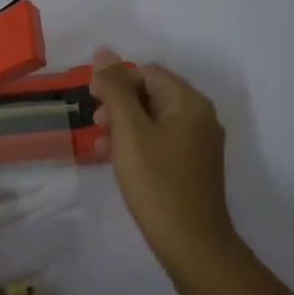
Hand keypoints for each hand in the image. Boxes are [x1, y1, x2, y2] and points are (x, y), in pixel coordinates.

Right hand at [91, 48, 237, 267]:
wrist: (192, 242)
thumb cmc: (157, 182)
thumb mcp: (129, 132)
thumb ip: (116, 89)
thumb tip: (104, 51)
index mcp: (189, 103)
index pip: (147, 73)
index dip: (116, 81)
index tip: (92, 102)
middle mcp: (200, 117)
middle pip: (152, 94)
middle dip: (119, 105)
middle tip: (95, 125)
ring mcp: (200, 144)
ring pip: (154, 120)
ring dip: (124, 126)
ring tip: (101, 147)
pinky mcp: (194, 166)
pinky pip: (162, 142)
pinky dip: (138, 145)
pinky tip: (118, 163)